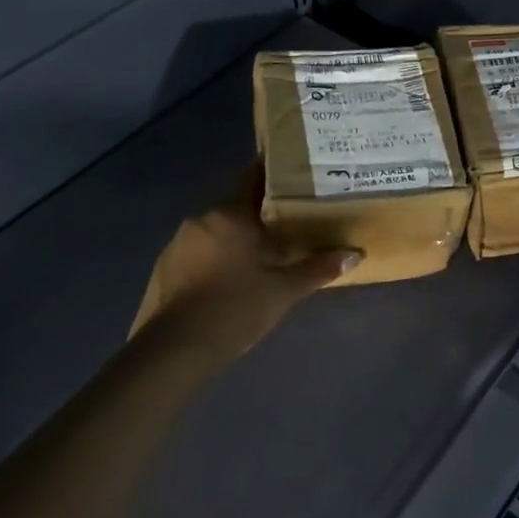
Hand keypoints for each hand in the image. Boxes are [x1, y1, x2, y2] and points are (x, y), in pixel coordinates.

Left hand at [130, 165, 358, 360]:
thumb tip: (354, 254)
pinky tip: (227, 282)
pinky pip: (196, 253)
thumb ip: (318, 269)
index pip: (253, 179)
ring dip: (234, 240)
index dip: (271, 172)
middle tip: (285, 227)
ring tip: (258, 259)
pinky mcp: (164, 267)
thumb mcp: (283, 291)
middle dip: (258, 216)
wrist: (175, 348)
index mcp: (231, 216)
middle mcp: (201, 219)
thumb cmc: (235, 308)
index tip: (289, 169)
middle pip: (235, 208)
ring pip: (215, 232)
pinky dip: (213, 260)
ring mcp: (178, 243)